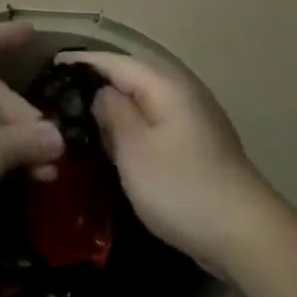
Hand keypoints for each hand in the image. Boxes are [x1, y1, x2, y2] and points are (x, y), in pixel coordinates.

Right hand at [57, 50, 274, 274]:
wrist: (244, 234)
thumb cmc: (181, 187)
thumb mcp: (134, 150)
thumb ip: (113, 113)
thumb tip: (101, 92)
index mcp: (166, 86)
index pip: (116, 62)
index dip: (83, 61)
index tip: (51, 64)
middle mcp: (182, 93)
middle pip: (132, 77)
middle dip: (98, 80)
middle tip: (60, 92)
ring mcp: (194, 119)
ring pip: (144, 100)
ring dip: (115, 104)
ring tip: (79, 113)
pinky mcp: (197, 144)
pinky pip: (155, 121)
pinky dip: (132, 124)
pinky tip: (114, 141)